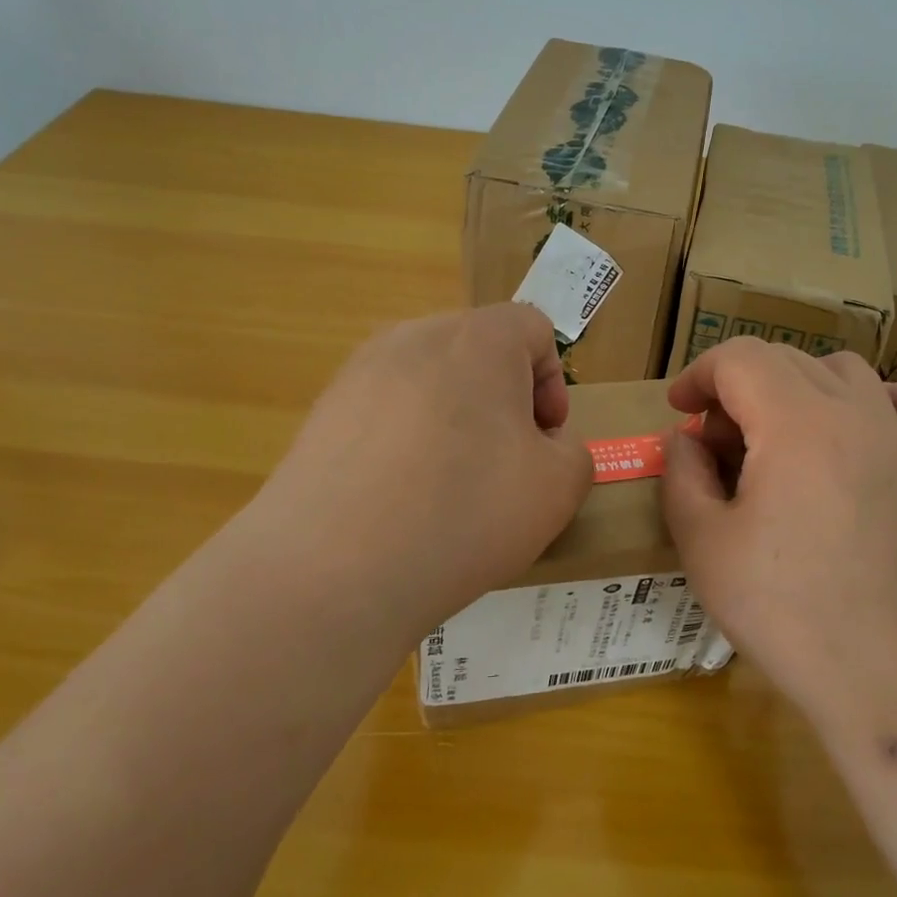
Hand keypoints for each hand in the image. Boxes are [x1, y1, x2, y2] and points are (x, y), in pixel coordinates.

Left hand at [247, 304, 592, 640]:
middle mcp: (416, 336)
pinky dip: (404, 440)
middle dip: (502, 399)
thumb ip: (573, 453)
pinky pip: (384, 410)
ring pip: (429, 380)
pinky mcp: (322, 410)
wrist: (333, 568)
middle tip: (504, 463)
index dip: (552, 382)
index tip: (543, 440)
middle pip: (478, 350)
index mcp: (480, 339)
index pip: (532, 327)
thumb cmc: (465, 513)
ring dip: (452, 419)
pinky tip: (398, 497)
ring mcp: (360, 371)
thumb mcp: (556, 490)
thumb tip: (544, 445)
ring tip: (447, 485)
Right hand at [661, 339, 896, 728]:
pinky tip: (878, 417)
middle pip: (785, 361)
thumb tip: (687, 441)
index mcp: (795, 422)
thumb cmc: (785, 611)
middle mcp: (855, 413)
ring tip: (776, 438)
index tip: (679, 413)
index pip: (739, 358)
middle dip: (737, 388)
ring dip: (798, 387)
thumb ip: (682, 475)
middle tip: (715, 447)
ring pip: (845, 373)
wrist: (888, 677)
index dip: (699, 375)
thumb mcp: (703, 544)